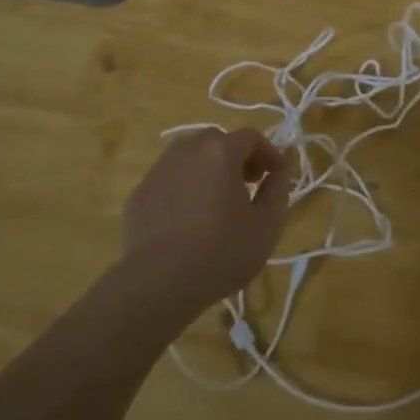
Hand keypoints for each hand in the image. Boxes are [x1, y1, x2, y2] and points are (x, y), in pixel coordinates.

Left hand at [120, 129, 296, 311]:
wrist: (158, 283)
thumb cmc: (221, 251)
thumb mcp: (267, 225)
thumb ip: (278, 188)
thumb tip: (281, 167)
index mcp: (219, 151)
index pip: (251, 136)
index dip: (268, 152)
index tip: (276, 174)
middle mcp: (186, 150)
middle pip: (217, 142)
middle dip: (237, 157)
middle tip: (247, 185)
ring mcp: (158, 170)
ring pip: (189, 159)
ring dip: (208, 171)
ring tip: (216, 203)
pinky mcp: (139, 193)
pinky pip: (169, 181)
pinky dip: (183, 189)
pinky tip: (187, 221)